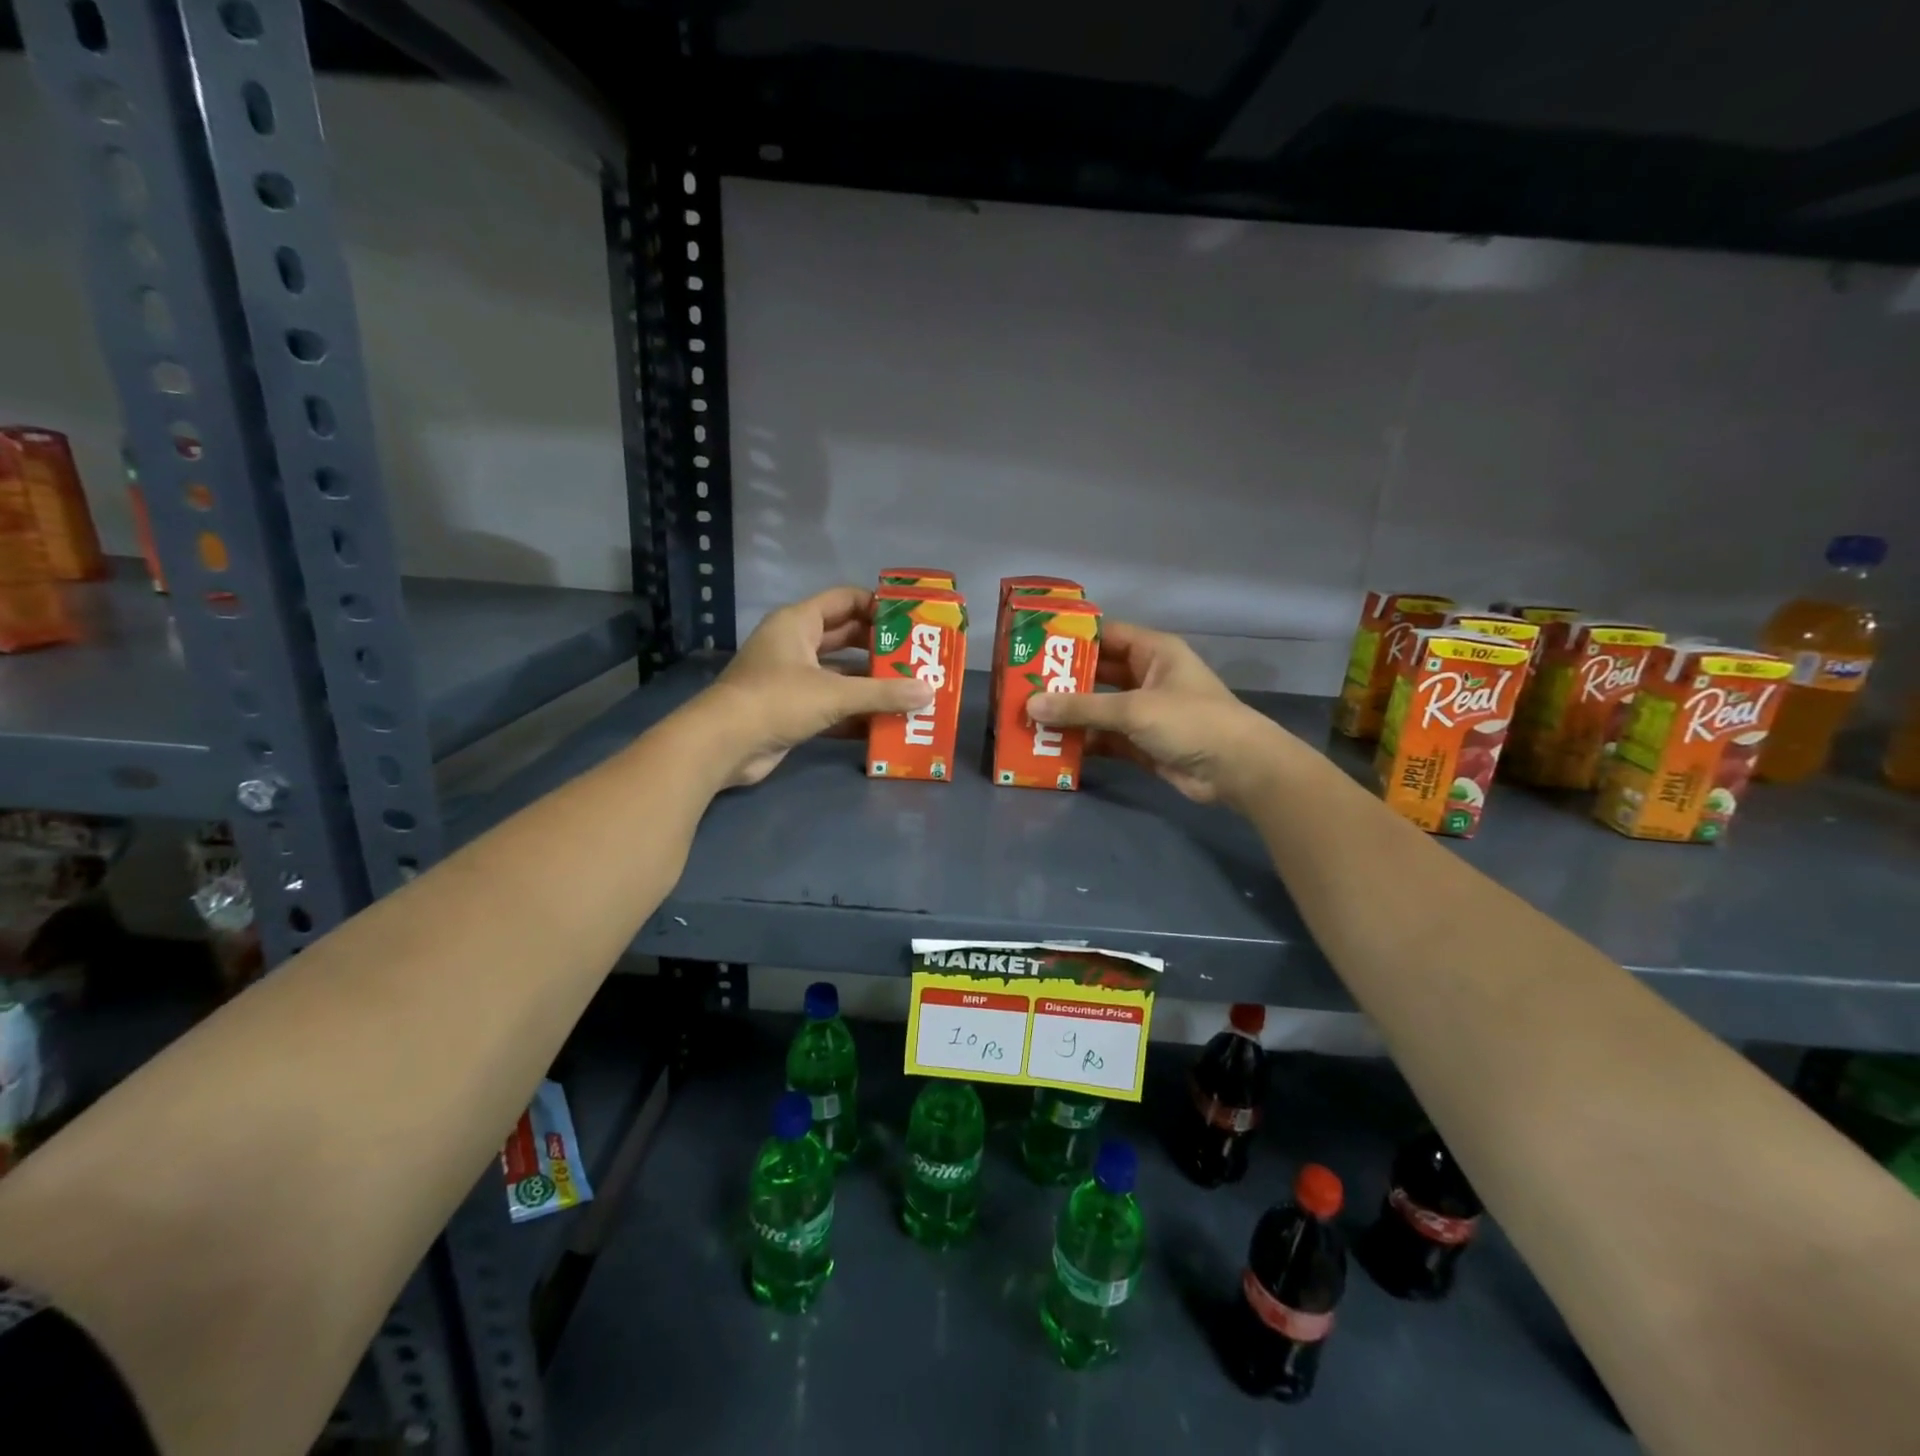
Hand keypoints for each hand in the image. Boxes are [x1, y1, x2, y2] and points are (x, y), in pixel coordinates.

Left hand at [694, 586, 933, 787]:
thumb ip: (883, 693)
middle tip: (918, 659)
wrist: (724, 745)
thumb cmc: (777, 700)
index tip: (911, 620)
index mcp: (798, 623)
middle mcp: (795, 645)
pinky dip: (855, 714)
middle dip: (880, 650)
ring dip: (871, 685)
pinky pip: (831, 706)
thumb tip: (928, 692)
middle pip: (846, 638)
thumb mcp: (835, 693)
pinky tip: (886, 724)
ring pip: (840, 676)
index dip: (878, 606)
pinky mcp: (791, 711)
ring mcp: (791, 679)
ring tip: (910, 692)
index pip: (845, 600)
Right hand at [1025, 621, 1292, 808]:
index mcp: (1153, 652)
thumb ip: (1082, 707)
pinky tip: (1052, 746)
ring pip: (1098, 709)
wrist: (1236, 770)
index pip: (1105, 635)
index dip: (1071, 639)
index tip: (1034, 645)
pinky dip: (1083, 742)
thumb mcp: (1133, 708)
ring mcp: (1144, 712)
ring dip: (1069, 715)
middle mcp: (1147, 677)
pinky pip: (1104, 738)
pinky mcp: (1142, 744)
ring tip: (1028, 718)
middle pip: (1097, 674)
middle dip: (1063, 682)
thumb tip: (1030, 705)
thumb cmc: (1190, 721)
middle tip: (1021, 686)